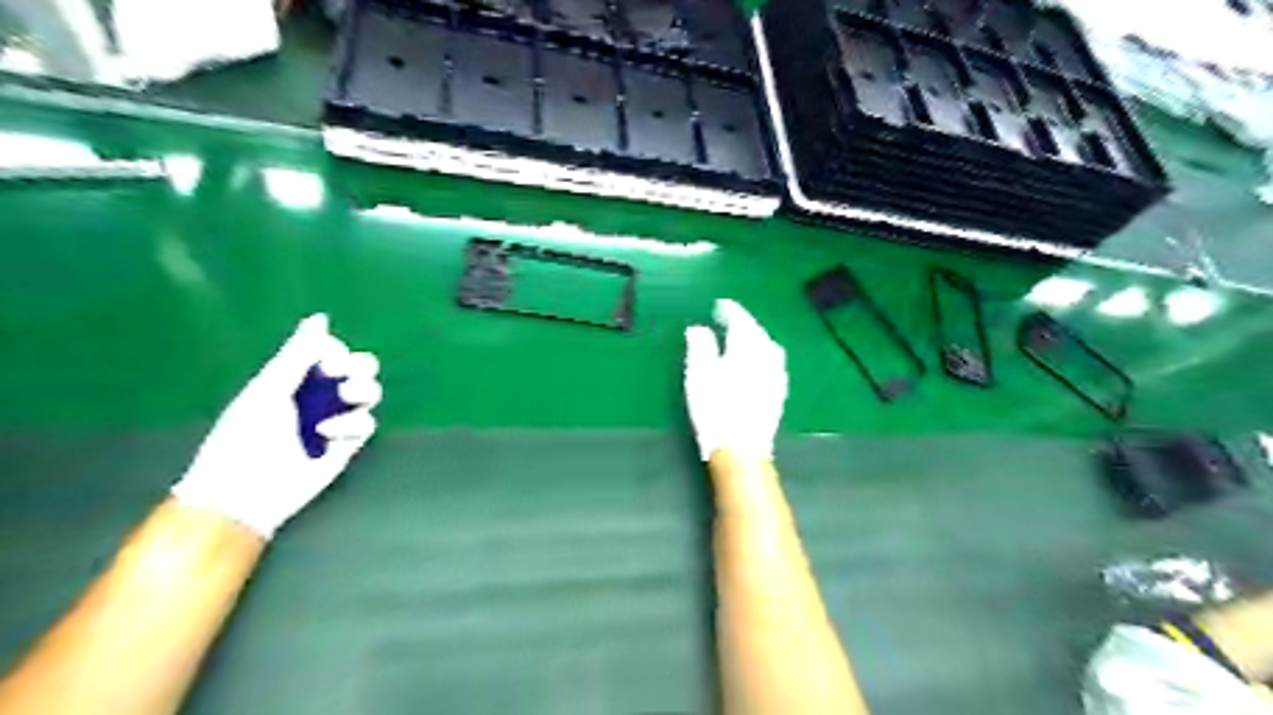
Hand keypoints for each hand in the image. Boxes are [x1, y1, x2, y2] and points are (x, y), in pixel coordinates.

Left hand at [172, 315, 381, 538]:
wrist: (248, 490)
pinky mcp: (348, 444)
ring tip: (346, 399)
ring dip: (363, 391)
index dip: (336, 352)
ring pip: (369, 394)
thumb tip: (320, 318)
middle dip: (358, 369)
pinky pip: (366, 424)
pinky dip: (350, 425)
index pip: (332, 352)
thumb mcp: (270, 388)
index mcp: (296, 378)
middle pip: (359, 370)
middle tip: (343, 377)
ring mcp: (335, 420)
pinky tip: (327, 434)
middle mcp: (319, 396)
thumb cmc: (247, 434)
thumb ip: (298, 354)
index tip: (327, 361)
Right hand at [686, 299, 787, 459]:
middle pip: (757, 333)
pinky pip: (773, 364)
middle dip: (745, 323)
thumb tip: (699, 328)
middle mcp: (767, 357)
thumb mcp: (699, 374)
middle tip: (729, 320)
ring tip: (743, 340)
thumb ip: (700, 346)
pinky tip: (757, 365)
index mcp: (747, 348)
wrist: (742, 448)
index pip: (741, 321)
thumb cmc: (716, 408)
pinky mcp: (778, 394)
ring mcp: (776, 376)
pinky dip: (763, 356)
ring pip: (768, 348)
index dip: (731, 311)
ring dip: (756, 339)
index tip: (721, 305)